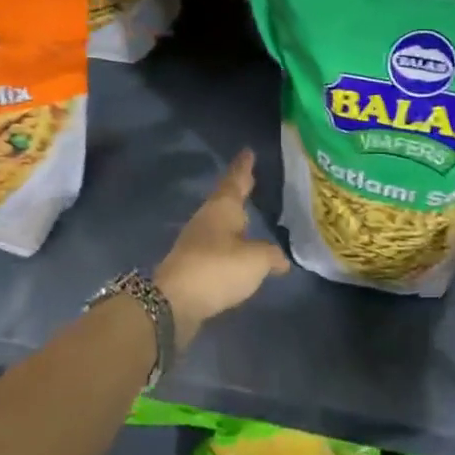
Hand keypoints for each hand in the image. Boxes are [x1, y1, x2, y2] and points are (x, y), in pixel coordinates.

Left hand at [156, 150, 290, 340]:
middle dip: (239, 191)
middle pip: (225, 200)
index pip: (236, 180)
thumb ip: (271, 256)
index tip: (248, 152)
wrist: (174, 302)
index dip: (244, 167)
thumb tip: (280, 260)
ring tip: (248, 218)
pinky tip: (239, 253)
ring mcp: (197, 242)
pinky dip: (230, 245)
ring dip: (233, 220)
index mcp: (222, 208)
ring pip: (220, 223)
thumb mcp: (256, 260)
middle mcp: (207, 220)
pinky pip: (218, 247)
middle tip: (251, 180)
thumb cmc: (218, 268)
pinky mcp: (193, 265)